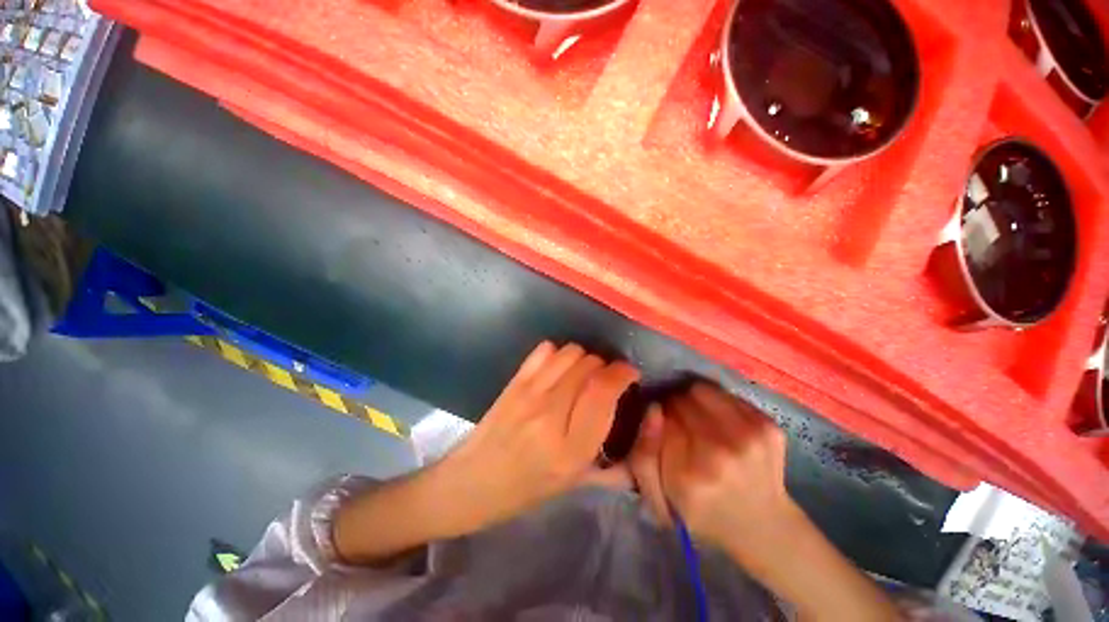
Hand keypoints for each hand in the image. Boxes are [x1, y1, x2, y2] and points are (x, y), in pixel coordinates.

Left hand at [334, 341, 637, 564]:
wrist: (470, 483)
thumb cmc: (524, 491)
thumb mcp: (572, 487)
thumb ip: (612, 469)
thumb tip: (642, 445)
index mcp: (571, 448)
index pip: (604, 391)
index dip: (623, 373)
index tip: (630, 374)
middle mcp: (551, 414)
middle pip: (589, 365)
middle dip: (605, 366)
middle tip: (605, 380)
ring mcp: (529, 394)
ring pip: (570, 353)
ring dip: (584, 358)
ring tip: (582, 374)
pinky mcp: (513, 382)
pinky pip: (544, 350)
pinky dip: (558, 353)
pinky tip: (557, 370)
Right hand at [629, 382, 791, 549]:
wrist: (764, 528)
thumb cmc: (702, 513)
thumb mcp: (658, 501)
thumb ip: (642, 456)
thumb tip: (653, 408)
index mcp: (687, 476)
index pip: (660, 419)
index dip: (658, 420)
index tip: (663, 431)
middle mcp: (719, 454)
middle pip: (681, 402)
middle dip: (675, 409)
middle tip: (681, 427)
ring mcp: (749, 438)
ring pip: (701, 391)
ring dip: (694, 401)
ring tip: (700, 421)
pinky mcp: (769, 427)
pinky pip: (726, 394)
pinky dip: (717, 403)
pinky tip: (722, 425)